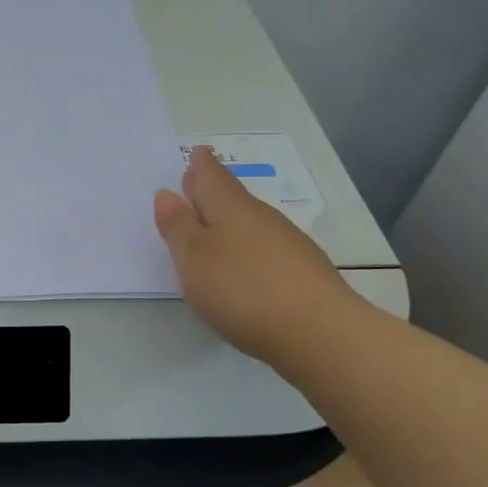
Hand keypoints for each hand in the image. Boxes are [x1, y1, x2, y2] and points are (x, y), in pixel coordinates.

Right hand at [154, 146, 359, 367]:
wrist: (320, 333)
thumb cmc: (242, 289)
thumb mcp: (194, 258)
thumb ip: (178, 226)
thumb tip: (167, 193)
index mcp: (231, 208)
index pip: (212, 176)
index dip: (201, 165)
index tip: (198, 152)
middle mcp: (261, 218)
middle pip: (233, 197)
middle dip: (213, 190)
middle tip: (196, 183)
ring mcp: (288, 245)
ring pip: (251, 223)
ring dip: (230, 222)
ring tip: (213, 227)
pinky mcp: (303, 274)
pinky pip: (267, 248)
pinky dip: (249, 248)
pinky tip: (244, 266)